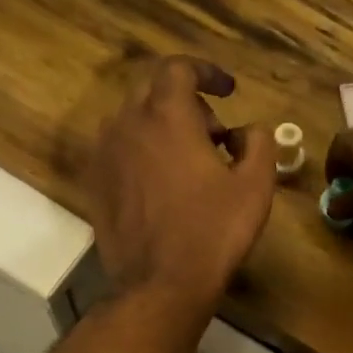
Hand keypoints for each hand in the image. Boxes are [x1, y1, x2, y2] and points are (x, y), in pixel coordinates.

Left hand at [85, 55, 274, 322]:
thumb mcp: (255, 186)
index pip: (179, 68)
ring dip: (162, 128)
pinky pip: (118, 150)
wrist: (160, 285)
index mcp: (166, 115)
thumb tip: (245, 131)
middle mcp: (127, 124)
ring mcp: (105, 155)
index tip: (229, 91)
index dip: (207, 72)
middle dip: (188, 103)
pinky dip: (142, 152)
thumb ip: (258, 142)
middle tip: (215, 136)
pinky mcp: (94, 184)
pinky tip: (161, 184)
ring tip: (188, 162)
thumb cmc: (213, 233)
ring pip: (133, 121)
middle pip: (154, 91)